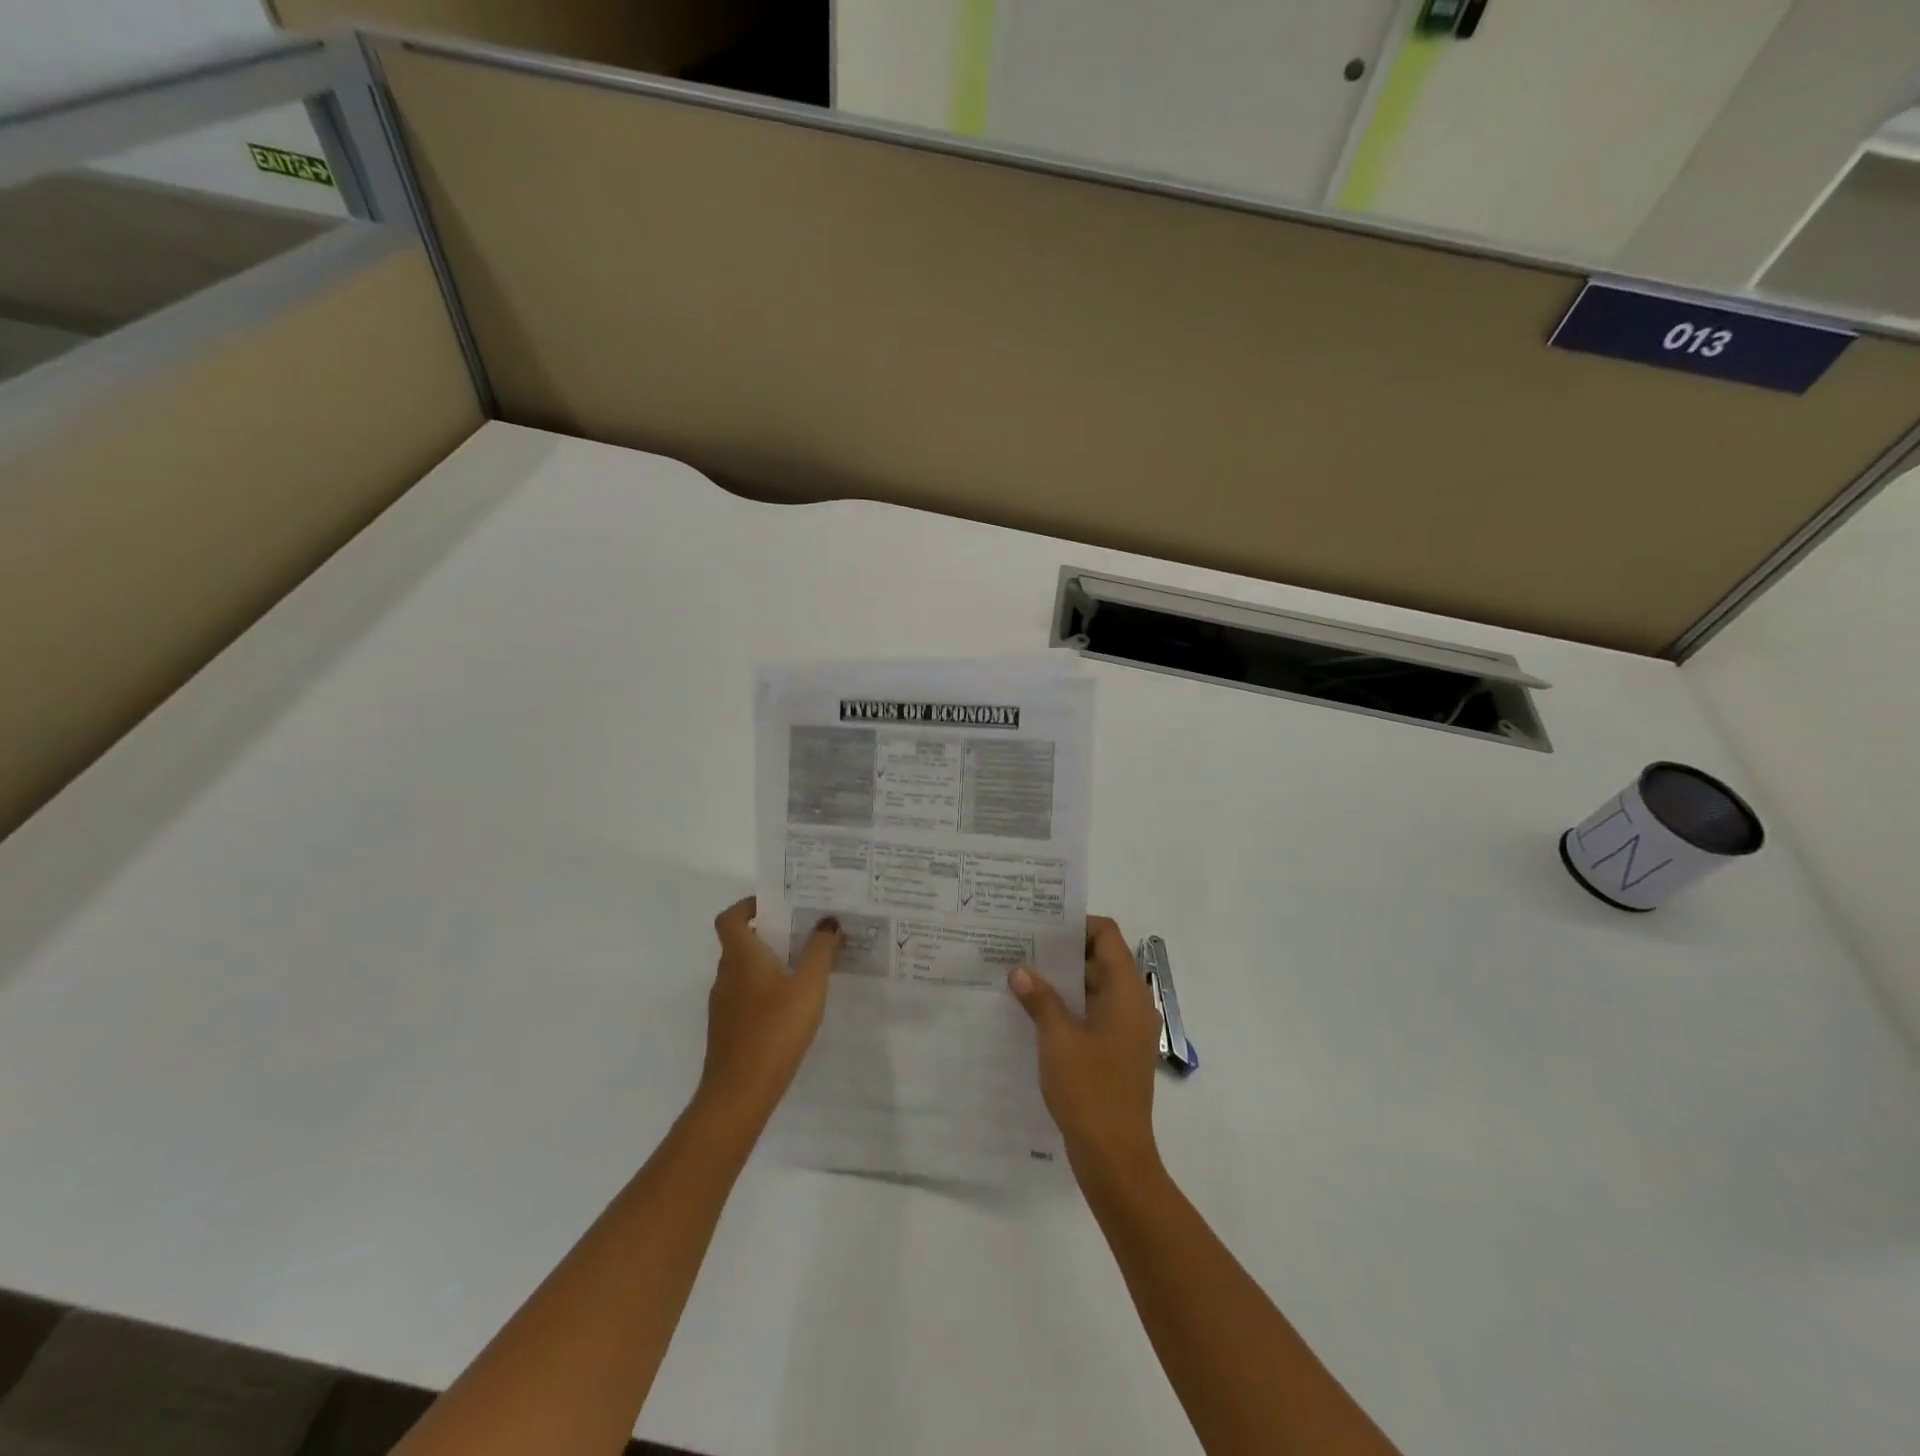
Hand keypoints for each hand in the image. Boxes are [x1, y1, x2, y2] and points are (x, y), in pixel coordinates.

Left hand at [697, 898, 843, 1130]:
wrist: (739, 1094)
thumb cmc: (774, 1031)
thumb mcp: (808, 987)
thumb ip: (820, 951)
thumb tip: (827, 921)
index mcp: (741, 957)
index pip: (730, 918)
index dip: (748, 906)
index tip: (777, 905)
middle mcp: (726, 975)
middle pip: (740, 942)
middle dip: (770, 933)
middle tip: (803, 931)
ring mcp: (723, 1004)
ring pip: (744, 970)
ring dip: (769, 962)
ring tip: (804, 965)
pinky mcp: (728, 1028)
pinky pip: (746, 994)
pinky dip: (765, 988)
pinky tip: (792, 1004)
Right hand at [1008, 916, 1162, 1185]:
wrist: (1114, 1156)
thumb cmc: (1089, 1089)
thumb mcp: (1057, 1038)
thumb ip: (1040, 998)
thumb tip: (1020, 970)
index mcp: (1126, 992)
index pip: (1107, 935)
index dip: (1076, 925)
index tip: (1041, 926)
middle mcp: (1133, 1004)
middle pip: (1101, 959)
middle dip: (1062, 953)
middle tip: (1022, 947)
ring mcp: (1127, 1029)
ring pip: (1095, 988)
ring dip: (1063, 981)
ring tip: (1021, 976)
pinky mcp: (1117, 1051)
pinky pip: (1094, 1013)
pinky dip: (1069, 1006)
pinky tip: (1035, 1013)